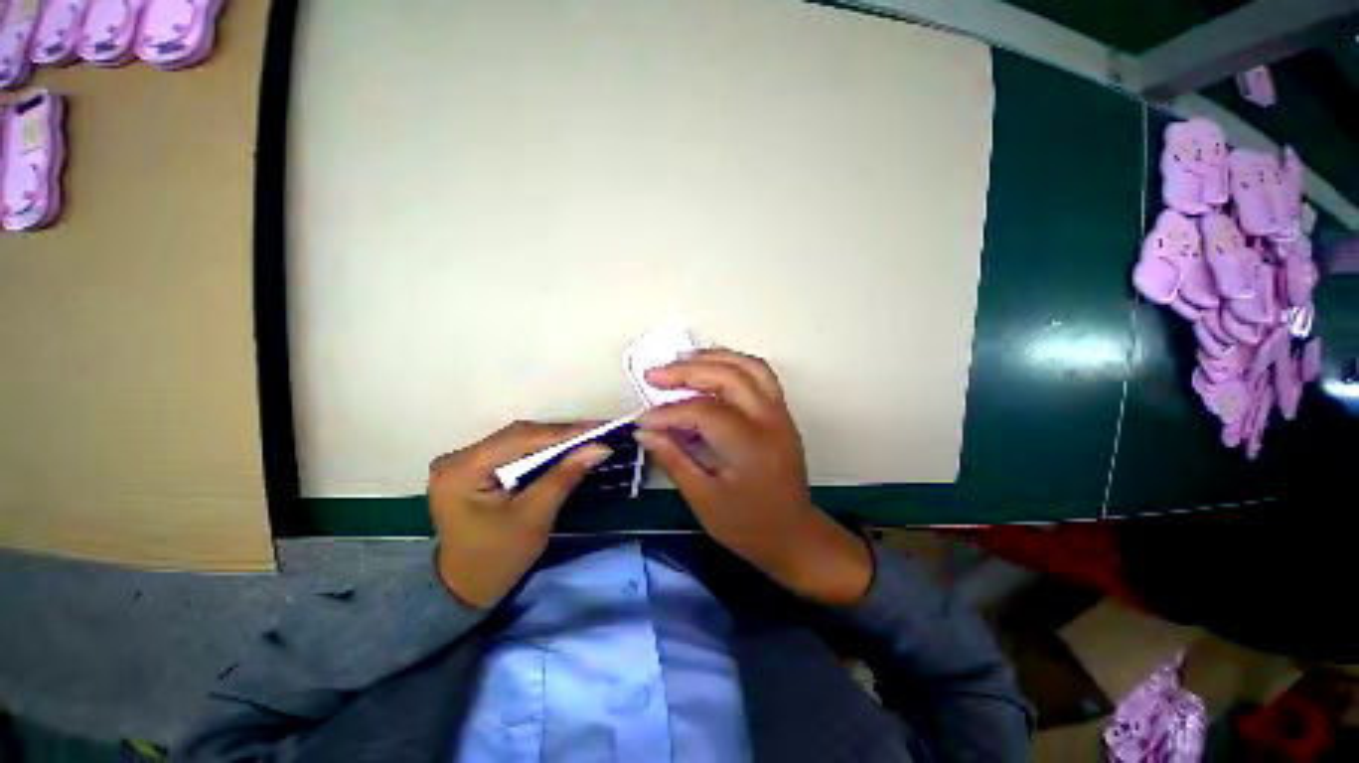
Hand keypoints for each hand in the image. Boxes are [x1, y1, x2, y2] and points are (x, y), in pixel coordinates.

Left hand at [427, 421, 610, 606]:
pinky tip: (564, 449)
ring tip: (588, 438)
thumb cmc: (497, 559)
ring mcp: (463, 461)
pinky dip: (541, 450)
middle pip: (518, 436)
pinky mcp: (474, 467)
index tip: (600, 429)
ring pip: (518, 440)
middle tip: (598, 433)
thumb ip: (564, 477)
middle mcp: (457, 458)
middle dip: (561, 435)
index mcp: (462, 471)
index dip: (564, 433)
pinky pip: (514, 450)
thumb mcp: (534, 518)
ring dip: (554, 440)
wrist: (464, 589)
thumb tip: (599, 447)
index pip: (520, 439)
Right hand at [636, 350, 871, 605]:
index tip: (643, 421)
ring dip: (712, 357)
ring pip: (748, 366)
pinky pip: (759, 374)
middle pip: (727, 376)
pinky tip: (710, 369)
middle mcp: (769, 420)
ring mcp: (780, 413)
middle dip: (686, 371)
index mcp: (749, 446)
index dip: (668, 413)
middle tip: (654, 375)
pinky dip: (733, 364)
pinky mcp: (781, 413)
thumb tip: (645, 433)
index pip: (703, 412)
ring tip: (680, 362)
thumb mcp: (703, 499)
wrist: (793, 535)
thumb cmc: (747, 525)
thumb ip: (673, 460)